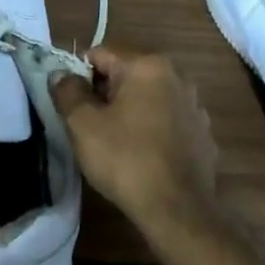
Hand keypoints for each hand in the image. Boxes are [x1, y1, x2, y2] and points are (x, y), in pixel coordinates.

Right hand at [50, 47, 217, 223]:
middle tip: (89, 126)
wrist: (177, 210)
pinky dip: (152, 129)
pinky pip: (167, 120)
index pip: (100, 54)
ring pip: (148, 97)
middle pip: (126, 74)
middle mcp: (177, 76)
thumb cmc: (126, 160)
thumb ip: (68, 92)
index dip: (79, 77)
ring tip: (115, 143)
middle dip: (105, 93)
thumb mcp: (83, 125)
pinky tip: (142, 156)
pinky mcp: (203, 133)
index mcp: (148, 65)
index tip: (71, 106)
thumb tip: (61, 74)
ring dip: (129, 111)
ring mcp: (195, 105)